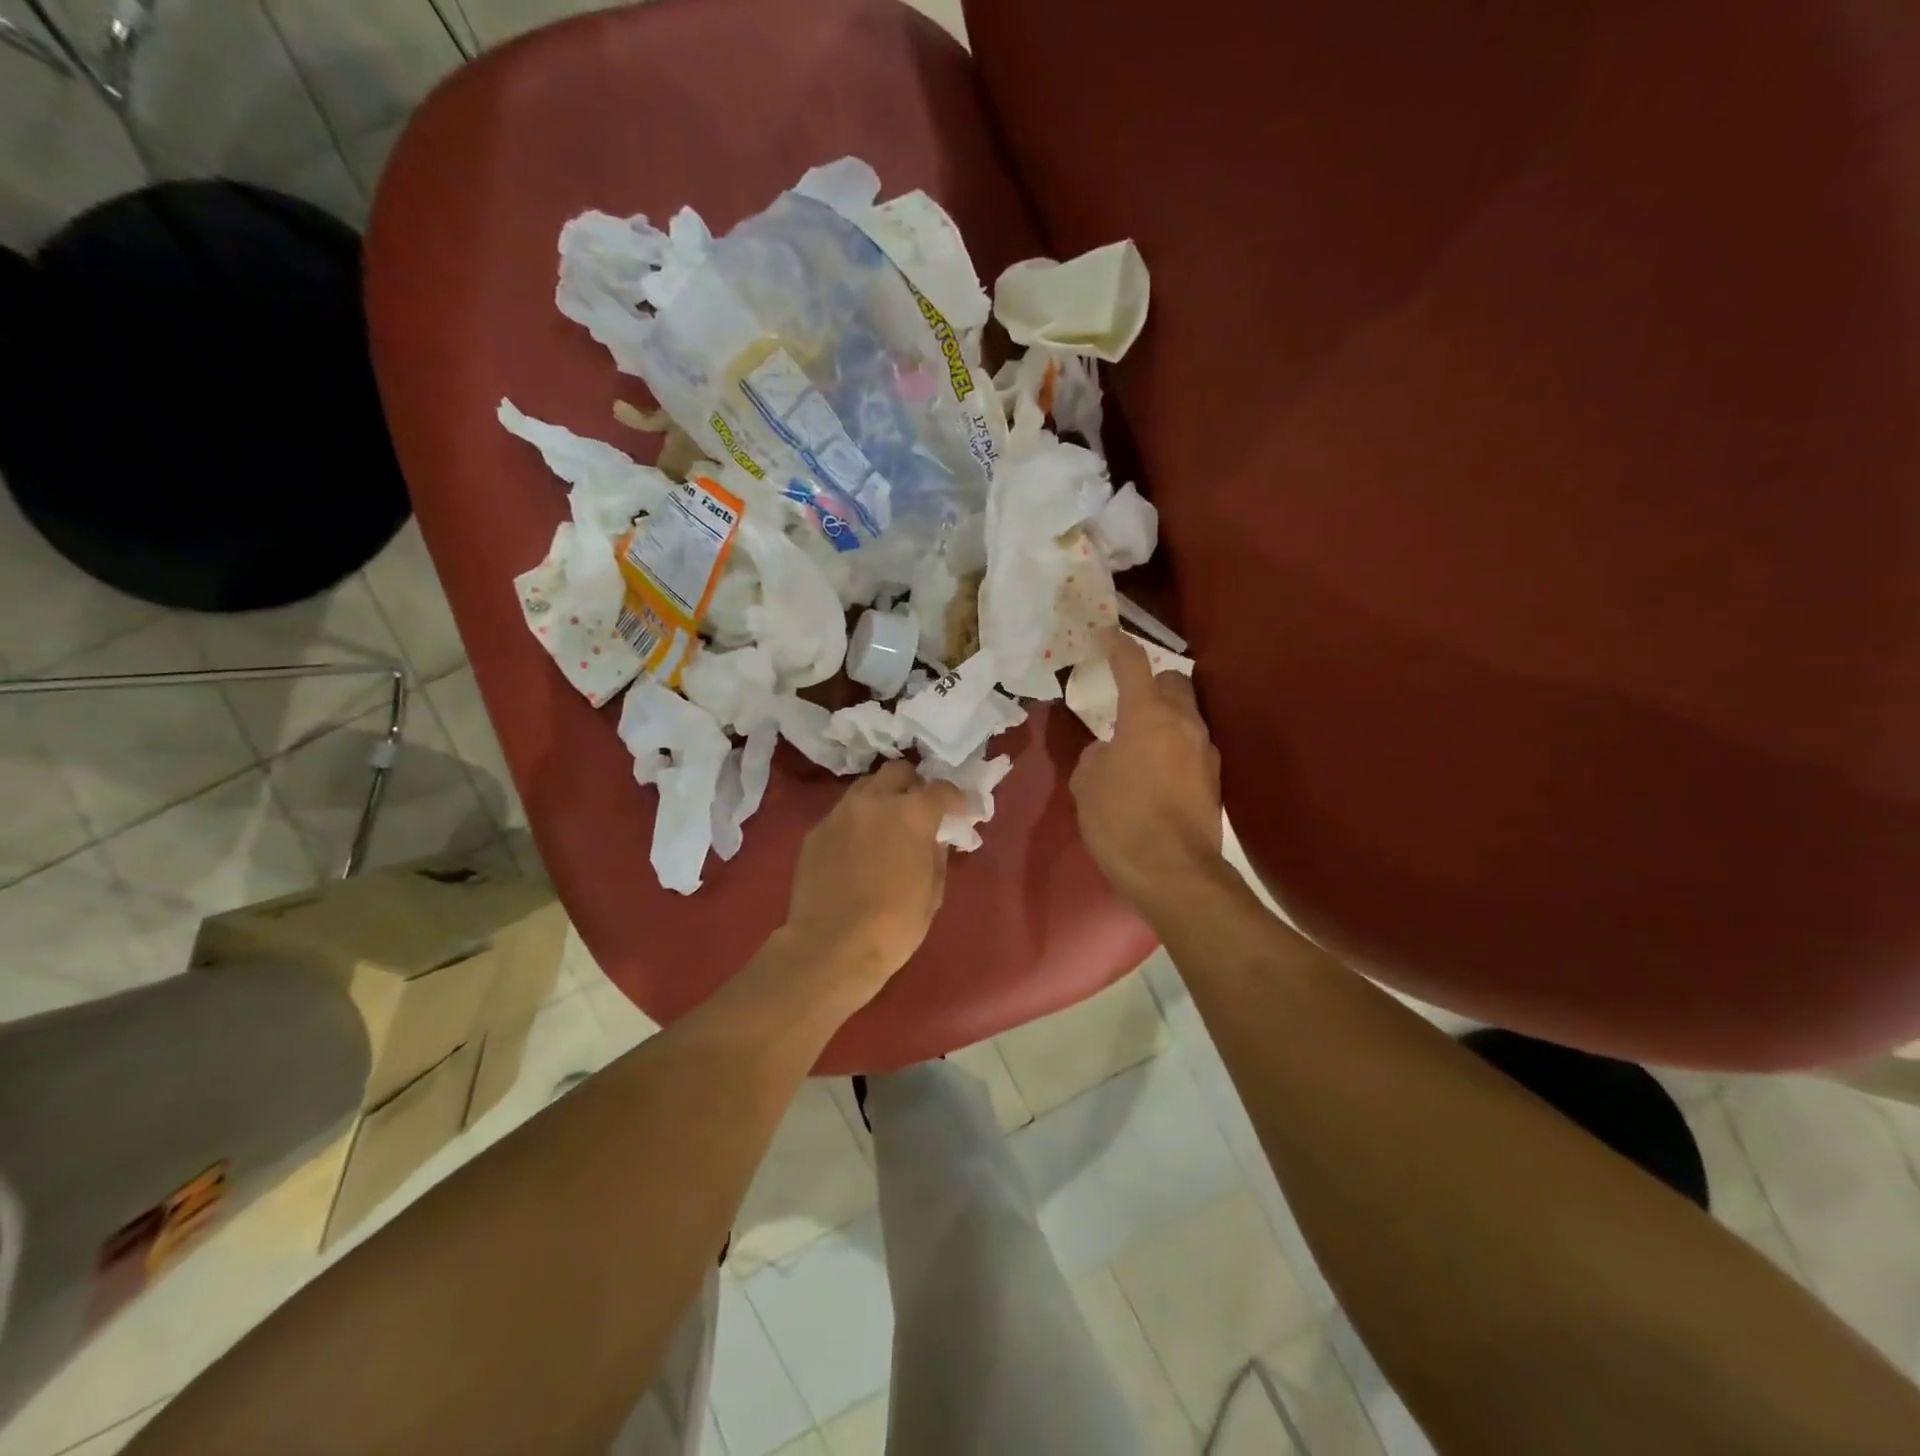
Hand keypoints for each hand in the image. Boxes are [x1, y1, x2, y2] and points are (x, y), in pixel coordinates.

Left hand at [780, 759, 966, 1005]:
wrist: (831, 948)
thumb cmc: (894, 924)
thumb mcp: (932, 891)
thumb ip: (937, 854)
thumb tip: (934, 838)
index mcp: (911, 813)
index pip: (941, 789)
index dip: (956, 799)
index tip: (961, 812)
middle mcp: (873, 801)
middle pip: (898, 771)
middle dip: (914, 784)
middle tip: (920, 809)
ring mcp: (839, 814)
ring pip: (865, 788)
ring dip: (882, 798)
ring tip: (888, 824)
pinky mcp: (815, 832)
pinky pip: (842, 814)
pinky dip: (857, 822)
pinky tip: (859, 848)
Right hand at [1071, 629, 1223, 908]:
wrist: (1172, 872)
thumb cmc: (1120, 821)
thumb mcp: (1086, 785)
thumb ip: (1096, 757)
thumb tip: (1108, 753)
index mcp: (1147, 716)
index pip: (1132, 665)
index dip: (1117, 646)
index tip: (1106, 635)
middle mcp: (1184, 724)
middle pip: (1174, 681)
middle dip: (1152, 682)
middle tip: (1129, 700)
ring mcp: (1205, 752)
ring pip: (1188, 715)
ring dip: (1165, 718)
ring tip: (1141, 742)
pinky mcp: (1215, 780)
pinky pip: (1192, 747)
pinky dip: (1175, 748)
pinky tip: (1156, 773)